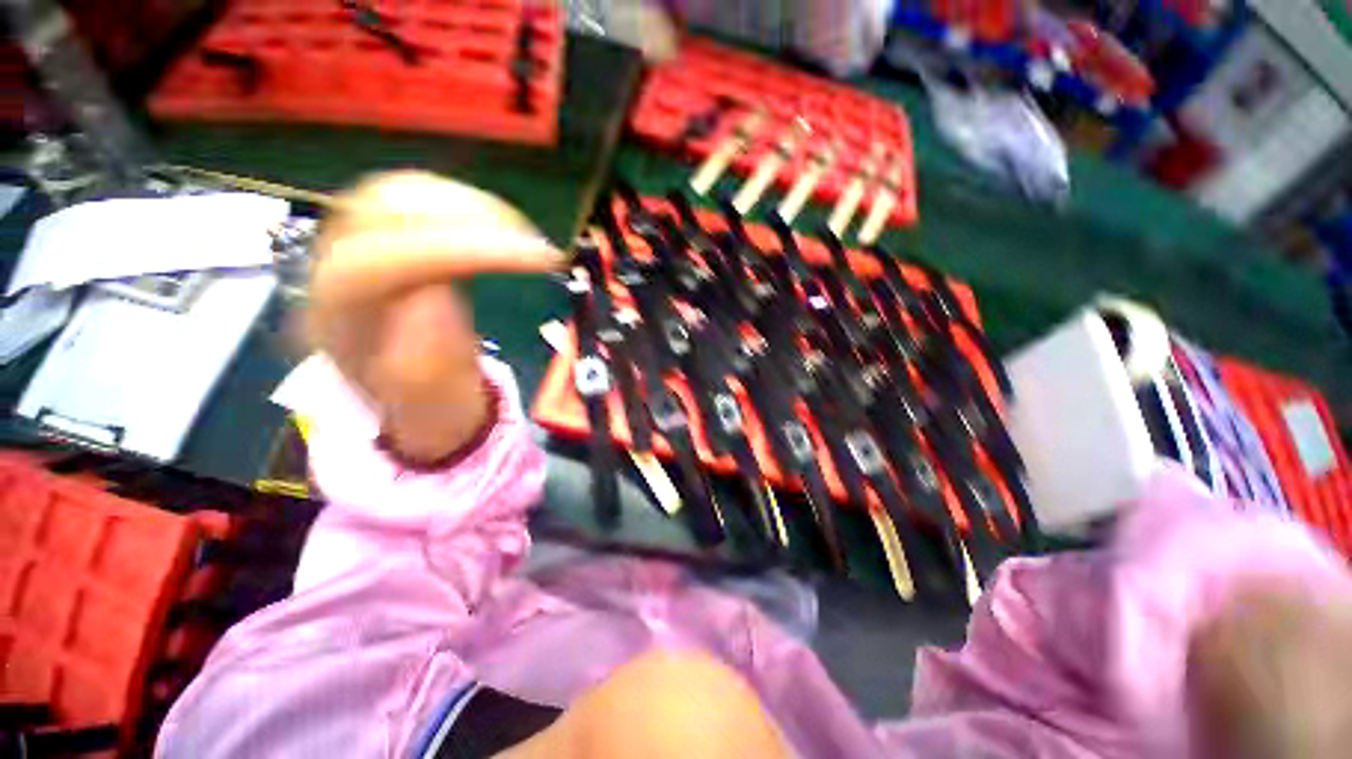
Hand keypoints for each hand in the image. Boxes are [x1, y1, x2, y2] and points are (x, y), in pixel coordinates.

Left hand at [306, 172, 563, 462]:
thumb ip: (431, 361)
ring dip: (470, 205)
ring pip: (399, 190)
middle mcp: (331, 270)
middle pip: (384, 207)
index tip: (538, 259)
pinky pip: (414, 197)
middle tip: (532, 245)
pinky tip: (496, 227)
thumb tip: (435, 294)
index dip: (466, 250)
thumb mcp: (435, 406)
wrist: (410, 400)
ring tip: (519, 236)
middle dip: (471, 217)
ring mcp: (352, 245)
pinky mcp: (380, 236)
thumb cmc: (425, 408)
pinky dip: (462, 203)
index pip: (384, 260)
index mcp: (339, 322)